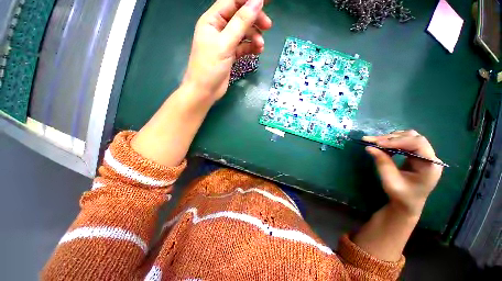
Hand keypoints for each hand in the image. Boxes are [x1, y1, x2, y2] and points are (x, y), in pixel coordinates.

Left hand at [182, 0, 271, 102]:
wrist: (205, 91)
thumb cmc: (210, 67)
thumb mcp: (225, 43)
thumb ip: (241, 23)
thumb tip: (257, 1)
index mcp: (212, 20)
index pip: (232, 1)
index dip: (249, 0)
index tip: (266, 2)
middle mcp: (218, 28)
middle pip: (240, 16)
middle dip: (254, 20)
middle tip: (268, 26)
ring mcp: (225, 42)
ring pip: (243, 33)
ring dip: (254, 37)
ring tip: (261, 46)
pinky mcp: (230, 55)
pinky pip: (243, 46)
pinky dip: (250, 47)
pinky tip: (257, 51)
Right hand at [363, 130, 443, 216]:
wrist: (407, 203)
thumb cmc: (401, 195)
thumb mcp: (390, 181)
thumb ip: (382, 163)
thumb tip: (369, 147)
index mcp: (430, 165)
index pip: (417, 143)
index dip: (397, 141)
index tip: (378, 144)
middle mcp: (430, 157)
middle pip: (413, 137)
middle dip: (391, 138)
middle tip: (372, 141)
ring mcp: (424, 155)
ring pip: (408, 137)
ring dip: (390, 138)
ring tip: (375, 142)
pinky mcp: (416, 155)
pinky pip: (405, 142)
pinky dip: (391, 142)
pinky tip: (382, 145)